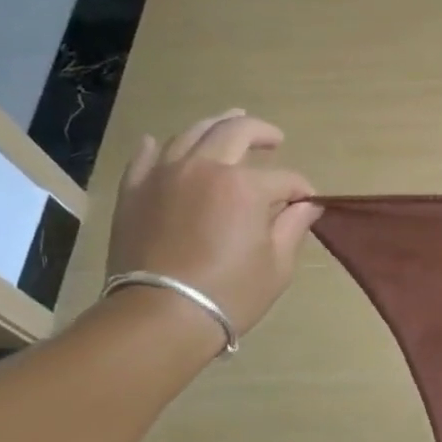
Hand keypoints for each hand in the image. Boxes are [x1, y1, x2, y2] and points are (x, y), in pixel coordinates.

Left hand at [106, 111, 320, 342]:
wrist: (160, 316)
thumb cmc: (230, 294)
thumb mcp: (277, 265)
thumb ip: (293, 227)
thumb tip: (307, 205)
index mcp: (245, 186)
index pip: (284, 178)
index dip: (301, 189)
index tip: (307, 202)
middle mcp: (204, 168)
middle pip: (235, 133)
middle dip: (260, 132)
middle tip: (274, 138)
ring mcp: (164, 175)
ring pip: (190, 135)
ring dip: (215, 127)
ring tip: (227, 125)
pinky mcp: (134, 191)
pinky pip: (146, 157)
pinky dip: (159, 147)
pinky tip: (163, 144)